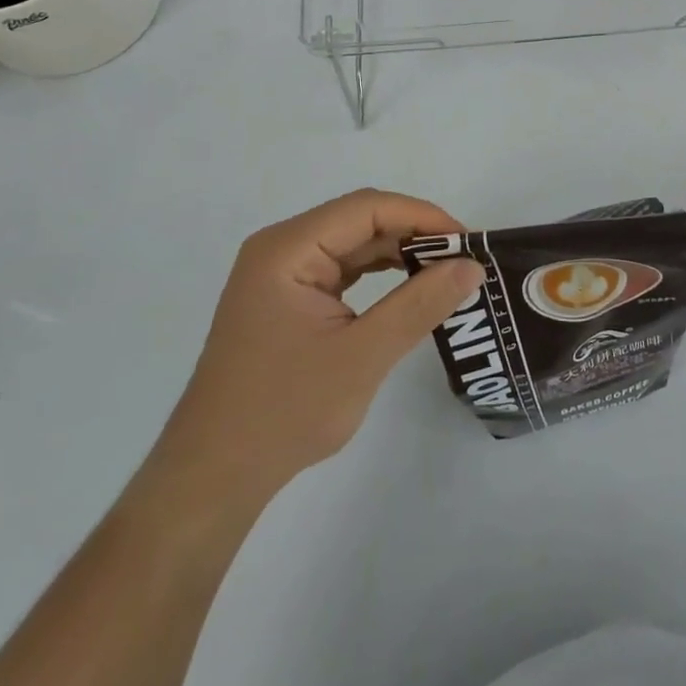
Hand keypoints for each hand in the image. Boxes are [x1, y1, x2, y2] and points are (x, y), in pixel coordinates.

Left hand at [156, 190, 483, 498]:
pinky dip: (379, 274)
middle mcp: (281, 248)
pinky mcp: (288, 298)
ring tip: (445, 272)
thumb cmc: (284, 412)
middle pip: (359, 220)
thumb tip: (472, 266)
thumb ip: (420, 305)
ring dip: (399, 253)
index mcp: (288, 249)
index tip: (467, 242)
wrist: (213, 477)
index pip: (366, 208)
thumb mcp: (362, 357)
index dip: (422, 216)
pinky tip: (409, 288)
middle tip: (463, 260)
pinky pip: (342, 270)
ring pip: (353, 243)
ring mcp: (282, 274)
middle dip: (414, 234)